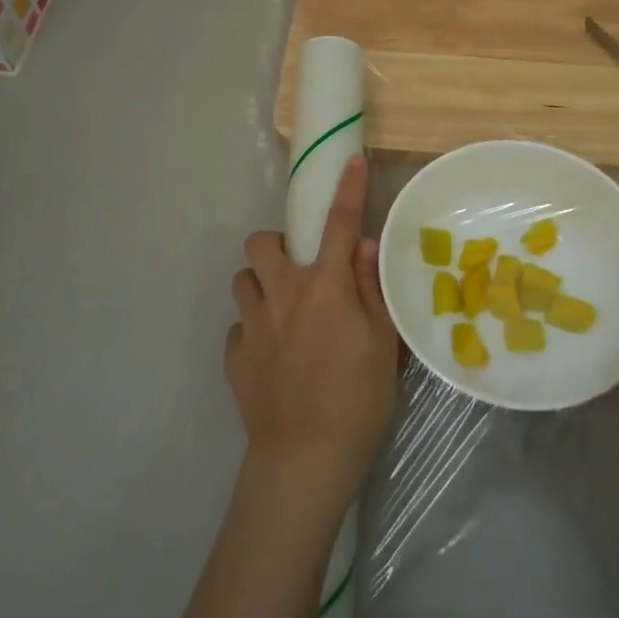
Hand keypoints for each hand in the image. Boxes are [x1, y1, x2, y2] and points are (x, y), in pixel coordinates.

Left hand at [228, 156, 398, 516]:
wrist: (306, 456)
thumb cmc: (358, 397)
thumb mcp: (383, 341)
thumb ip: (370, 288)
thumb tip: (362, 246)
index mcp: (324, 285)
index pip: (338, 223)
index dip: (347, 189)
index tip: (349, 161)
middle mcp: (283, 293)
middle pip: (260, 242)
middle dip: (276, 245)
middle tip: (297, 270)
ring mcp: (253, 324)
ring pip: (242, 280)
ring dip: (260, 285)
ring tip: (281, 310)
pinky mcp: (235, 356)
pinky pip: (239, 327)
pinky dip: (254, 330)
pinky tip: (271, 354)